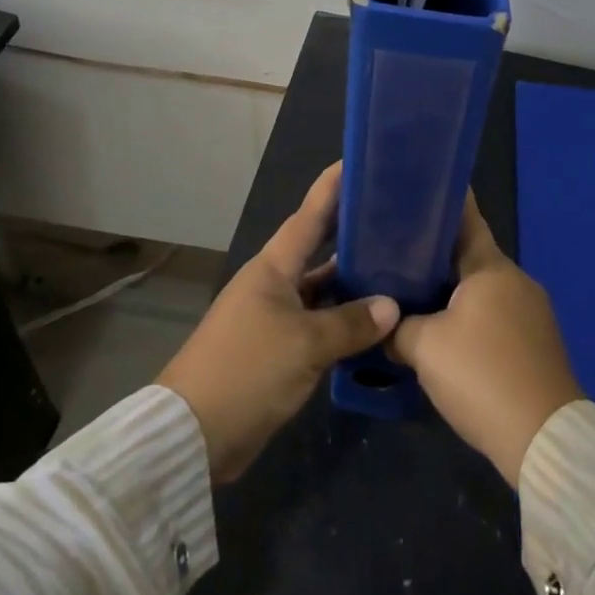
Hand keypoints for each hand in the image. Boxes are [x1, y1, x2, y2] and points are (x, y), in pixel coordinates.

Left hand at [158, 161, 399, 482]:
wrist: (194, 434)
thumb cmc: (247, 370)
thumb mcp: (304, 344)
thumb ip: (350, 323)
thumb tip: (392, 305)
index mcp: (274, 267)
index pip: (310, 215)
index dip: (333, 187)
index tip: (359, 160)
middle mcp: (275, 283)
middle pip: (320, 250)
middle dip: (352, 232)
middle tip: (394, 216)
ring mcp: (276, 317)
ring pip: (323, 290)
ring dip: (354, 284)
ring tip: (399, 268)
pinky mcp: (279, 350)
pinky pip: (320, 324)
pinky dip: (345, 322)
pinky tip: (377, 324)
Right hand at [388, 194, 583, 484]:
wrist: (544, 441)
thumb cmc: (482, 375)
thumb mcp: (424, 347)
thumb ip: (397, 327)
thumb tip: (382, 322)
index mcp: (491, 267)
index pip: (465, 218)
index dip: (440, 203)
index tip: (413, 190)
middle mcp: (516, 280)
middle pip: (470, 255)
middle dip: (435, 253)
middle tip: (395, 250)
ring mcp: (531, 312)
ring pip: (481, 288)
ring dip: (451, 289)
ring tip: (411, 291)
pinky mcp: (536, 343)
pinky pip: (494, 315)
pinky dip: (469, 315)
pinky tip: (443, 331)